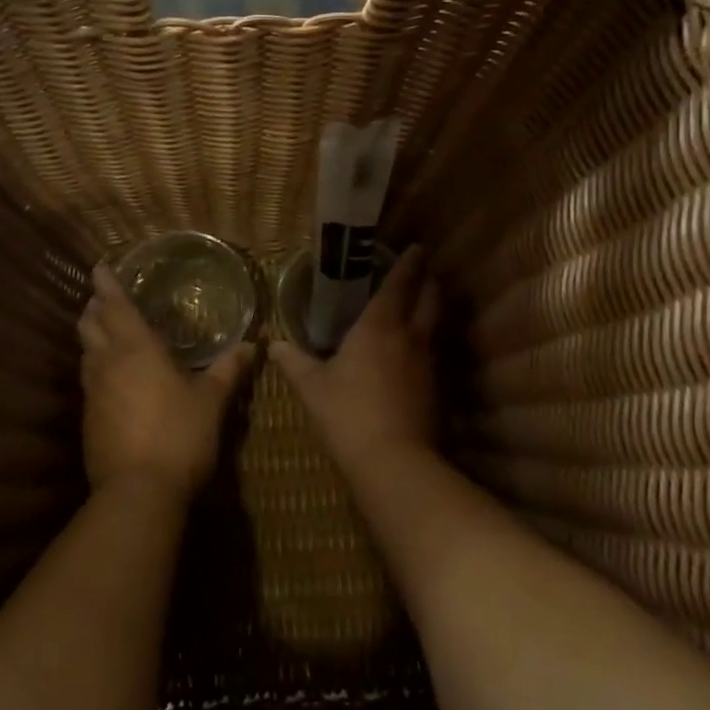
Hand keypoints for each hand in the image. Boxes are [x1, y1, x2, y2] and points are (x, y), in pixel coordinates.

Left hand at [79, 262, 253, 506]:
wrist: (137, 492)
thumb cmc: (179, 436)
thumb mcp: (211, 402)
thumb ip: (228, 370)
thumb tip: (252, 346)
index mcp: (137, 350)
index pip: (116, 306)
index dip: (107, 284)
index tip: (99, 266)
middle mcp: (108, 364)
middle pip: (90, 325)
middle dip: (95, 308)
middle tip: (104, 299)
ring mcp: (93, 393)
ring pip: (86, 353)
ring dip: (92, 337)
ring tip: (105, 332)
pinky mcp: (88, 420)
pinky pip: (89, 381)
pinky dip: (96, 368)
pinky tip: (111, 379)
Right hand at [269, 245, 440, 474]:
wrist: (394, 461)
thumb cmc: (347, 413)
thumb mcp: (312, 387)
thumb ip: (294, 362)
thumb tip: (273, 345)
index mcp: (379, 326)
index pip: (399, 284)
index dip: (408, 264)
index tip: (416, 248)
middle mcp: (410, 337)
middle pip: (430, 299)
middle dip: (428, 282)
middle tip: (422, 272)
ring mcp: (427, 363)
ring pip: (434, 326)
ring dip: (430, 311)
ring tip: (418, 306)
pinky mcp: (436, 389)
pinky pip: (432, 354)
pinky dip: (425, 343)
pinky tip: (412, 355)